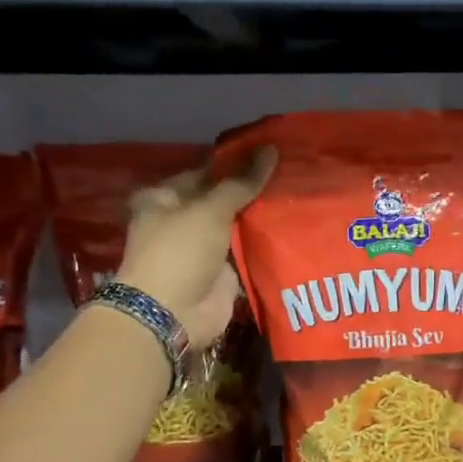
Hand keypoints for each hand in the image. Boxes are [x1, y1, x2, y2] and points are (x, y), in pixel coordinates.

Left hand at [117, 147, 275, 347]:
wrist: (172, 313)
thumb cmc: (180, 251)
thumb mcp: (210, 209)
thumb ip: (242, 182)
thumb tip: (270, 149)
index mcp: (165, 197)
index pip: (205, 171)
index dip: (235, 162)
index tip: (269, 153)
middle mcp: (181, 220)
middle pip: (222, 199)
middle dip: (252, 190)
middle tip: (290, 172)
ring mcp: (202, 249)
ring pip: (236, 226)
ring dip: (260, 217)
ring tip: (297, 194)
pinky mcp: (221, 273)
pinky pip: (246, 252)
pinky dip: (263, 244)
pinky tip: (292, 227)